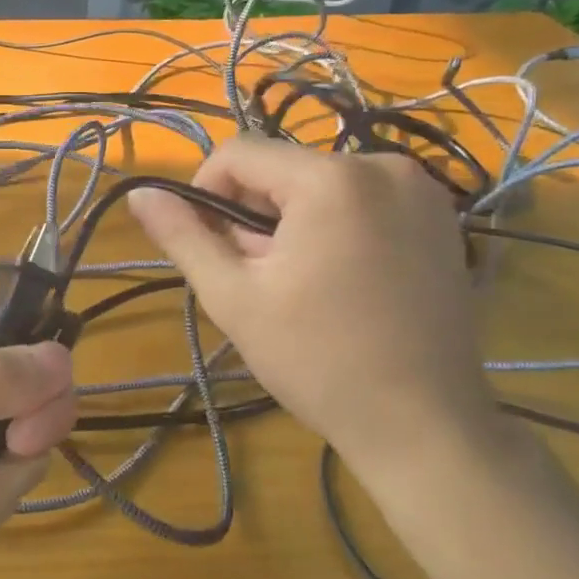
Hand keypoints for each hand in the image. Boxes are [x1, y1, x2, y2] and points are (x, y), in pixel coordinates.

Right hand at [127, 138, 502, 484]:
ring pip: (318, 183)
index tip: (212, 247)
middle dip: (254, 213)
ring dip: (292, 220)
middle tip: (259, 277)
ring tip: (300, 284)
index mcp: (331, 179)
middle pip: (281, 168)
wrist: (424, 425)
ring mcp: (421, 189)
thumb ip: (182, 236)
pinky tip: (340, 280)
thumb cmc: (317, 360)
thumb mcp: (233, 296)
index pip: (238, 153)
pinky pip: (360, 198)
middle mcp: (383, 165)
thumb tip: (138, 193)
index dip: (206, 193)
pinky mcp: (440, 216)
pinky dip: (334, 225)